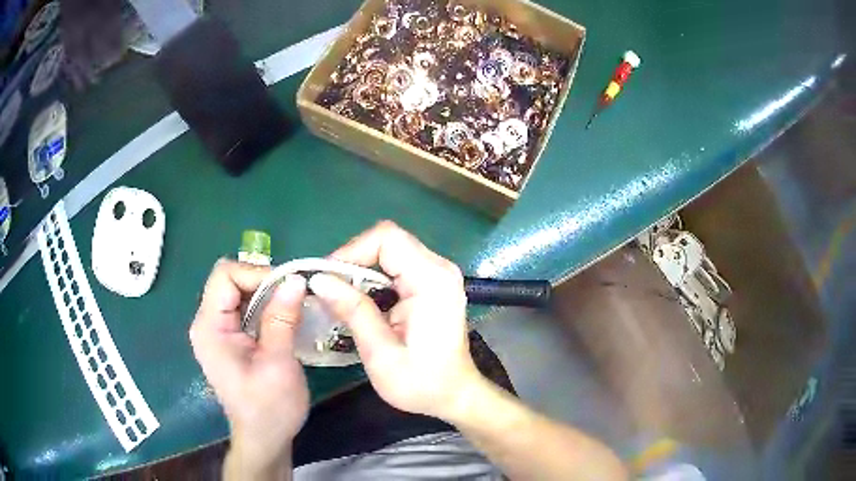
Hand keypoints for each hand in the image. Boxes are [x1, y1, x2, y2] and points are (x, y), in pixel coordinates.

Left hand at [189, 260, 308, 476]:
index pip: (225, 275)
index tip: (289, 289)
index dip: (257, 274)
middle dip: (264, 283)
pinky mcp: (228, 338)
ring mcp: (217, 331)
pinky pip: (244, 308)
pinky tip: (283, 320)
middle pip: (231, 280)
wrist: (264, 439)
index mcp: (210, 327)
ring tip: (294, 307)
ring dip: (267, 295)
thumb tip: (296, 279)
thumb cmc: (270, 408)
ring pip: (239, 292)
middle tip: (295, 298)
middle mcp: (207, 323)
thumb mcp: (278, 364)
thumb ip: (282, 319)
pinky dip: (265, 307)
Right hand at [309, 221, 486, 422]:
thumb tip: (319, 280)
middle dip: (353, 261)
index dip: (351, 251)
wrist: (455, 395)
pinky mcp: (432, 285)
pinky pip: (396, 267)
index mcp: (431, 281)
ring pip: (390, 252)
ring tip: (339, 297)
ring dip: (361, 270)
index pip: (387, 239)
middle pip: (388, 241)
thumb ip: (353, 311)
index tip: (328, 278)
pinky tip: (360, 303)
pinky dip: (373, 279)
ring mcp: (438, 275)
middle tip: (329, 289)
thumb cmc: (421, 383)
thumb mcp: (381, 353)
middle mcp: (438, 269)